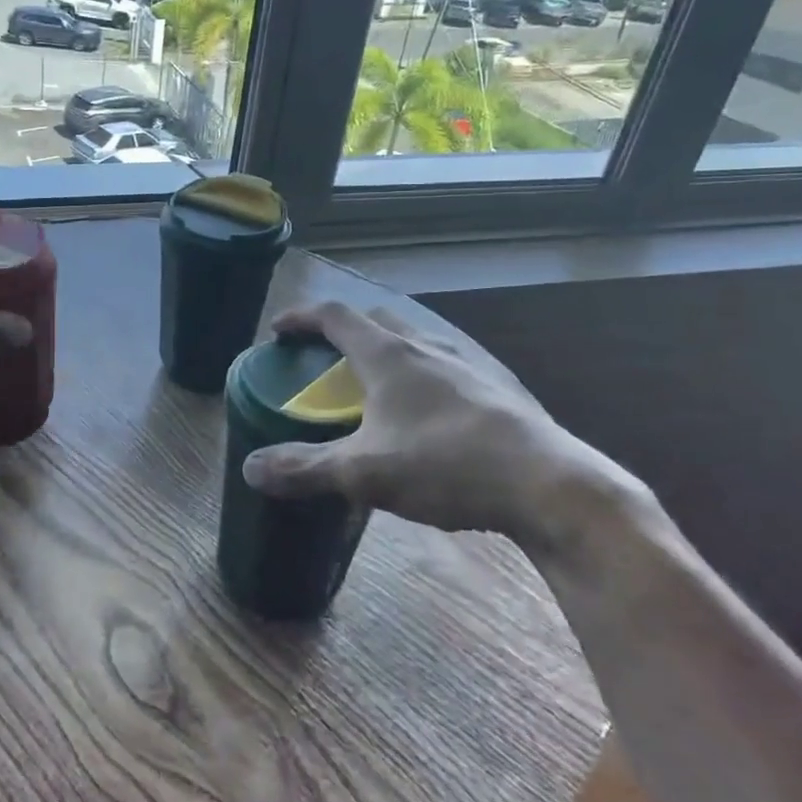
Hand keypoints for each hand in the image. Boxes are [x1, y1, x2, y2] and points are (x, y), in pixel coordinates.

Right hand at [240, 301, 650, 554]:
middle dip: (344, 331)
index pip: (335, 315)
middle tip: (326, 358)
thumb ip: (305, 469)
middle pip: (377, 319)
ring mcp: (468, 365)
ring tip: (376, 385)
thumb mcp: (364, 474)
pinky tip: (429, 412)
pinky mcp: (499, 388)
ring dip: (387, 350)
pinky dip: (422, 374)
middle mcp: (427, 347)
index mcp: (389, 355)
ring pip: (416, 340)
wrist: (550, 486)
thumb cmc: (446, 466)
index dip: (302, 318)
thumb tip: (250, 469)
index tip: (278, 331)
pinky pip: (446, 365)